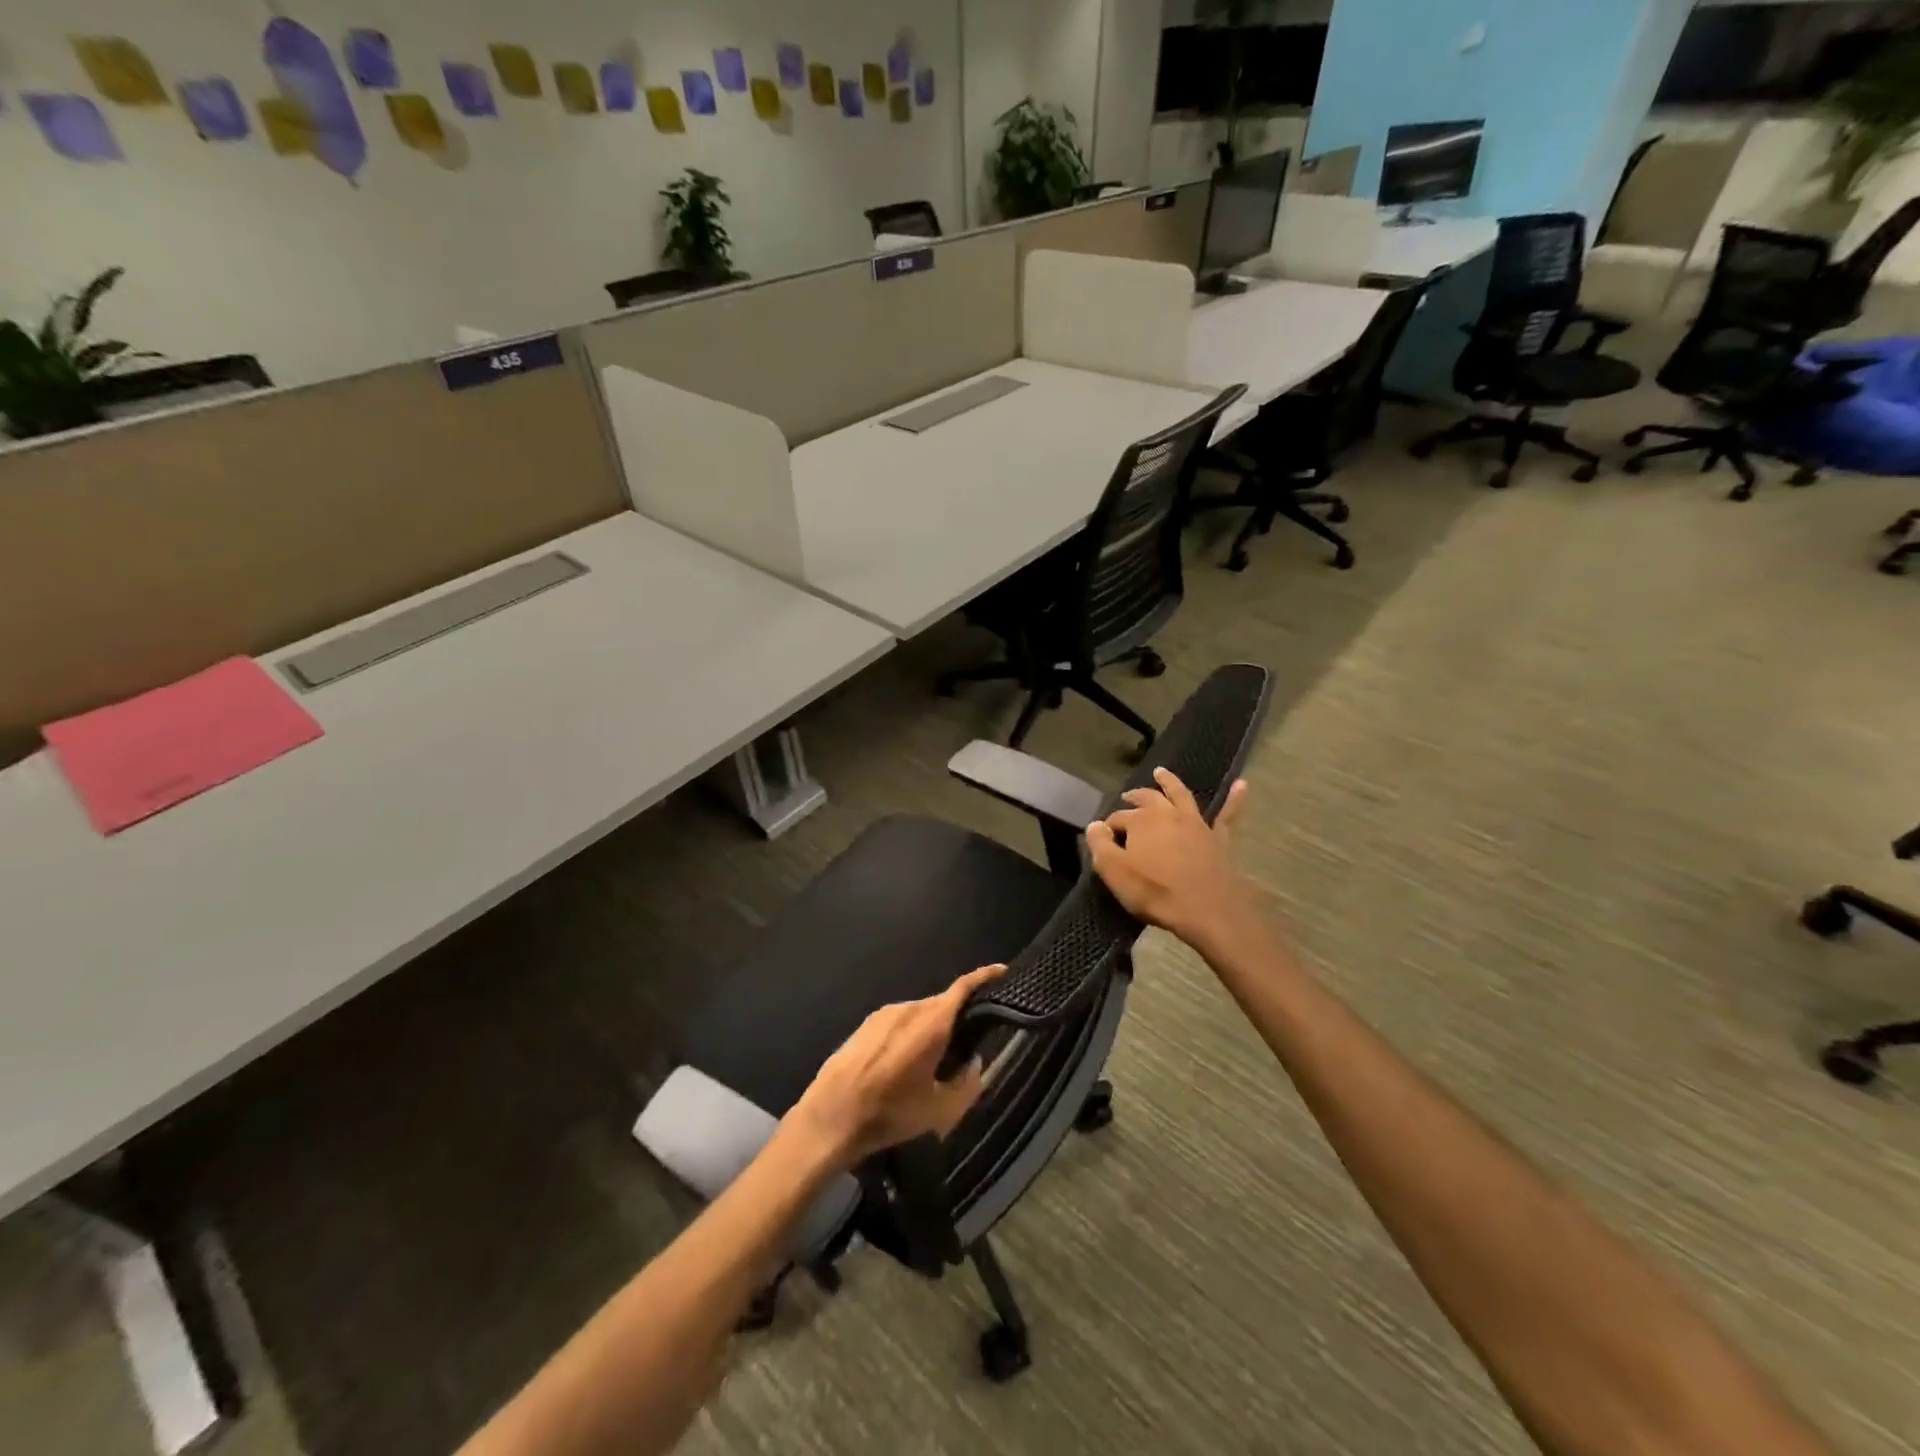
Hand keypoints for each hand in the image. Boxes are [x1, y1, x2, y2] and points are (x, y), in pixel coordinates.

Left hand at [790, 964, 1006, 1165]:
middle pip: (941, 1004)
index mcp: (931, 1023)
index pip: (963, 987)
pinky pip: (898, 1022)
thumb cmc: (890, 1113)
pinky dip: (908, 1036)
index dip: (985, 976)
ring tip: (929, 1064)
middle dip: (956, 1019)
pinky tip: (901, 1066)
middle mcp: (908, 1008)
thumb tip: (973, 1063)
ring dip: (929, 1031)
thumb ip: (967, 1083)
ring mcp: (883, 1014)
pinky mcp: (864, 1025)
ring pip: (918, 1015)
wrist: (831, 1117)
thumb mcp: (940, 1110)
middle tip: (963, 1048)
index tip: (1002, 971)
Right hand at [1086, 769, 1255, 950]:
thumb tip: (1094, 825)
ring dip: (1170, 782)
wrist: (1207, 910)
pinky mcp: (1218, 838)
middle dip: (1135, 797)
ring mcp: (1196, 823)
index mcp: (1141, 821)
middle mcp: (1168, 814)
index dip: (1108, 828)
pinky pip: (1227, 814)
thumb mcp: (1114, 872)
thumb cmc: (1155, 892)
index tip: (1104, 839)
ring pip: (1181, 795)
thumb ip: (1099, 845)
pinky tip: (1242, 785)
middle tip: (1127, 797)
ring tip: (1161, 772)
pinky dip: (1234, 799)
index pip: (1118, 818)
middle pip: (1147, 799)